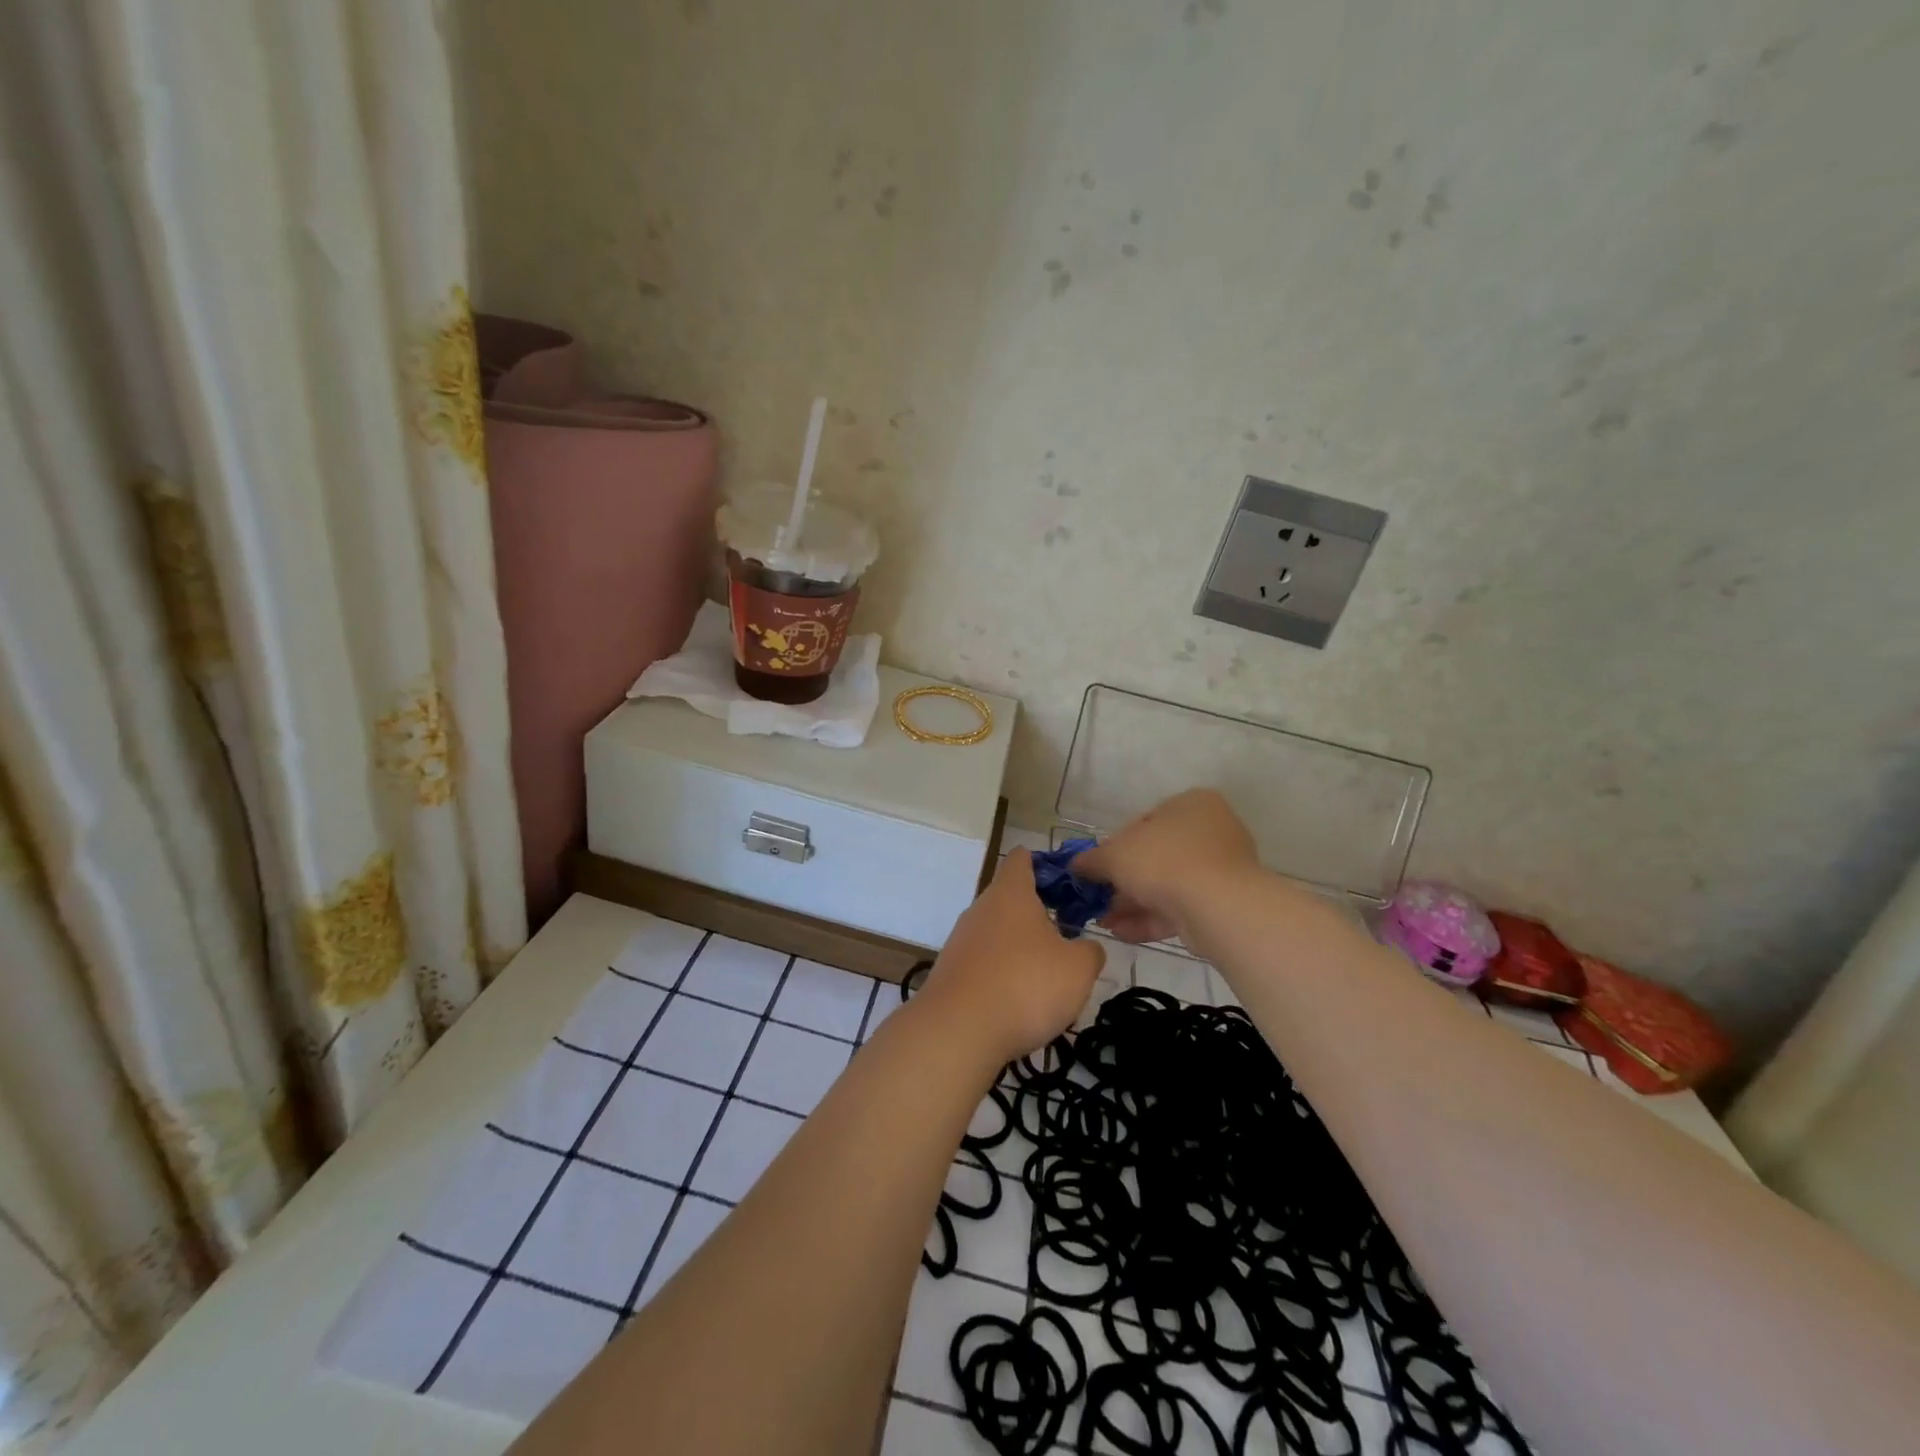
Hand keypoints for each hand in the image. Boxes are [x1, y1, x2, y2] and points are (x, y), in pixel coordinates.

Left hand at [914, 850, 1104, 1064]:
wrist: (958, 1031)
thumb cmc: (1025, 985)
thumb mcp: (1078, 969)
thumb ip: (1090, 952)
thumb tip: (1086, 948)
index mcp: (1010, 893)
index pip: (1023, 858)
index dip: (1045, 864)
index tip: (1067, 885)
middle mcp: (981, 908)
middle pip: (1011, 898)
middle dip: (1039, 916)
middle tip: (1068, 941)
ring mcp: (961, 940)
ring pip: (998, 933)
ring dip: (1022, 950)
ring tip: (1048, 979)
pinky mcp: (951, 971)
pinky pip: (985, 962)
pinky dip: (1003, 975)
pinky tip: (1019, 1004)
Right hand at [1073, 789, 1260, 943]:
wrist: (1217, 905)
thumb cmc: (1164, 860)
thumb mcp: (1115, 854)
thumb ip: (1092, 859)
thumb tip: (1074, 866)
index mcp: (1192, 804)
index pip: (1145, 821)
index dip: (1115, 845)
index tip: (1098, 866)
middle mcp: (1211, 832)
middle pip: (1155, 856)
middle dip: (1123, 881)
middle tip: (1098, 897)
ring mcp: (1220, 870)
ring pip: (1166, 885)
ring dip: (1132, 904)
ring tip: (1103, 921)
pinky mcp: (1222, 904)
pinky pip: (1179, 908)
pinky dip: (1149, 919)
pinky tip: (1120, 933)